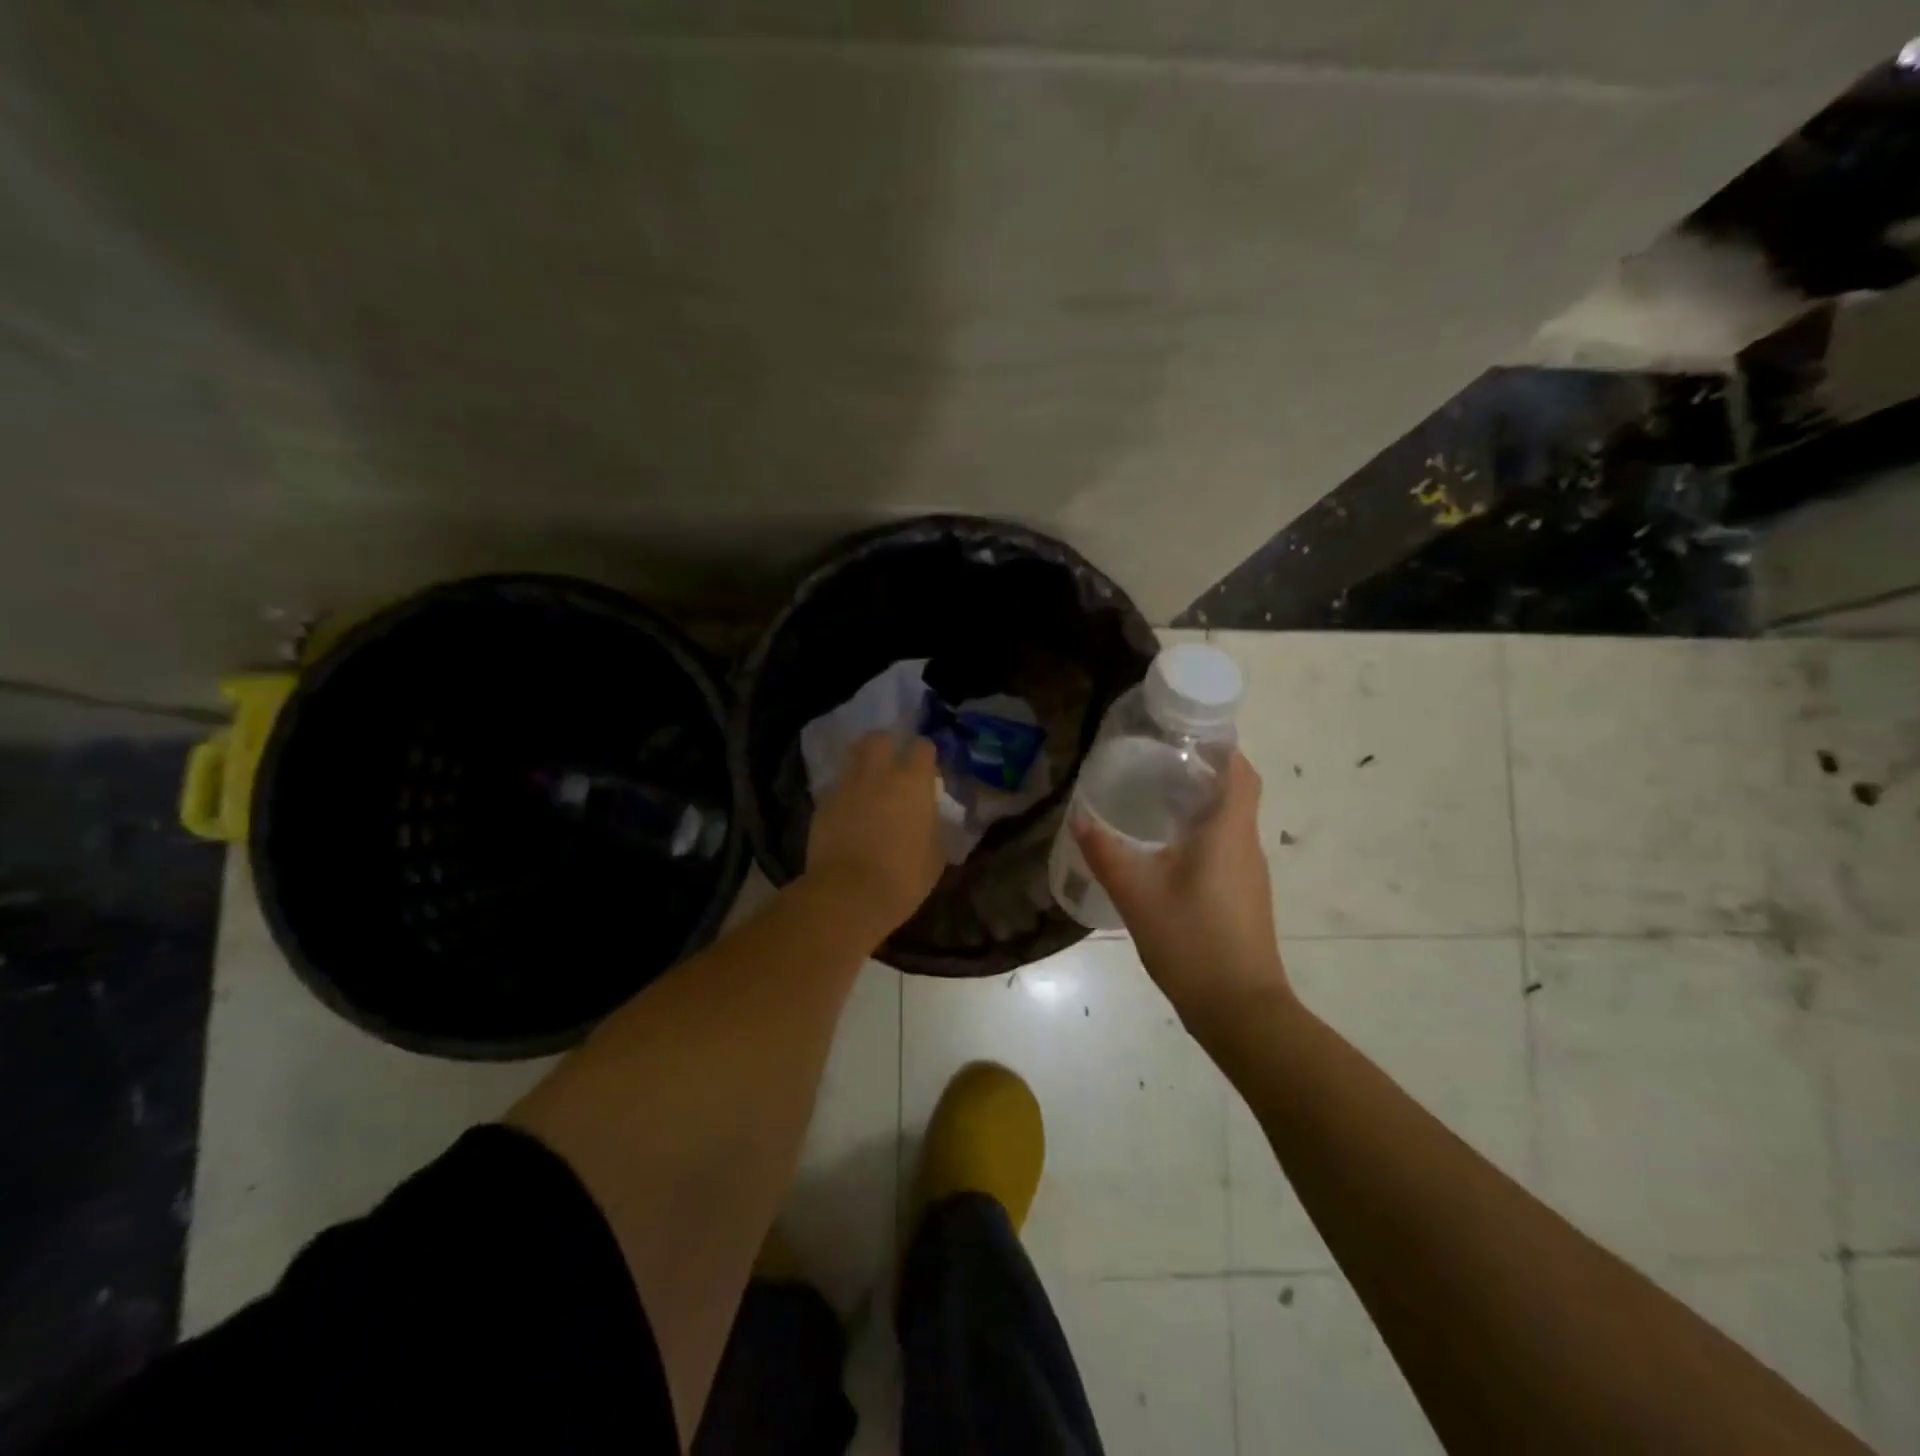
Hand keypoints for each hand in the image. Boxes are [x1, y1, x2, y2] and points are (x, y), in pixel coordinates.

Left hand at [806, 732, 944, 933]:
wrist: (848, 894)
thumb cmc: (903, 876)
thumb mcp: (936, 853)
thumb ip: (934, 825)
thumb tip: (930, 817)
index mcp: (912, 781)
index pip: (922, 747)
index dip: (926, 755)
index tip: (928, 769)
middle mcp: (878, 773)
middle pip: (879, 738)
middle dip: (888, 745)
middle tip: (894, 763)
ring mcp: (846, 786)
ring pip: (853, 756)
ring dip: (864, 762)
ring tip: (870, 781)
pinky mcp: (823, 804)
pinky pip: (838, 786)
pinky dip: (846, 791)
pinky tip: (851, 810)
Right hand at [1074, 753, 1292, 1028]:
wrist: (1240, 1009)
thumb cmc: (1191, 941)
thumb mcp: (1136, 893)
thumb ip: (1105, 852)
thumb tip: (1080, 817)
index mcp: (1228, 832)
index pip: (1240, 771)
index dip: (1221, 746)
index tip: (1186, 734)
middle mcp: (1246, 846)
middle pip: (1234, 793)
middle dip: (1201, 772)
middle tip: (1154, 763)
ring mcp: (1249, 875)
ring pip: (1228, 823)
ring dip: (1199, 805)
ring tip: (1152, 799)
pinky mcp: (1244, 899)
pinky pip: (1224, 850)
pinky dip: (1200, 836)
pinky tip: (1164, 852)